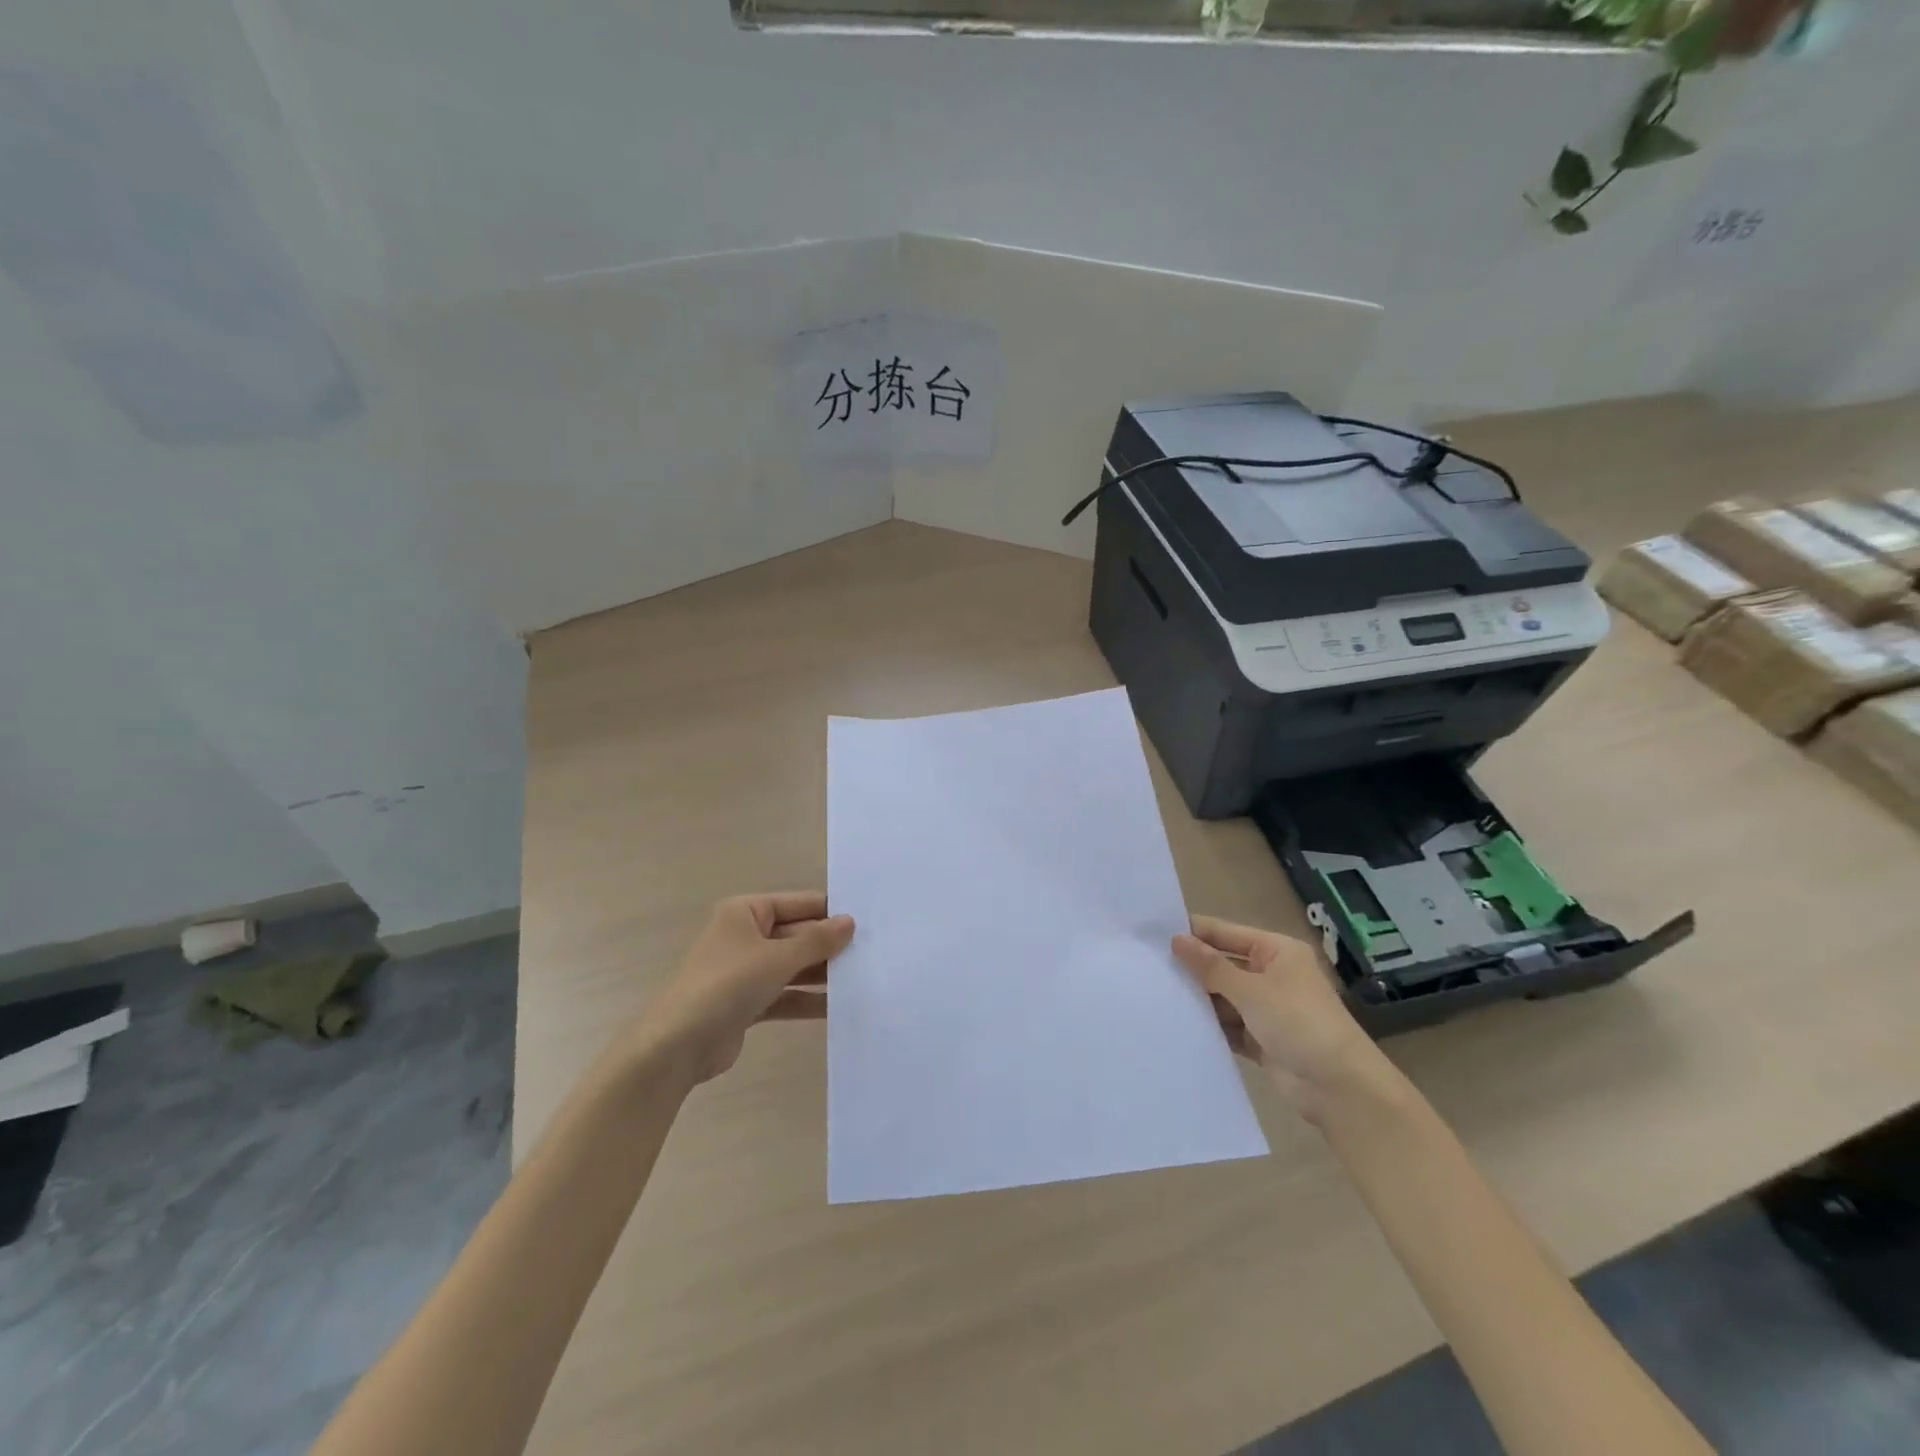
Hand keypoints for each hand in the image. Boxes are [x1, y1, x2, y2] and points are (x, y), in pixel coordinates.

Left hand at [640, 892, 854, 1084]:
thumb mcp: (777, 957)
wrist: (676, 1046)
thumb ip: (817, 940)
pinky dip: (808, 999)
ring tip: (863, 979)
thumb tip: (850, 922)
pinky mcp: (747, 1003)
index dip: (831, 912)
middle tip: (873, 953)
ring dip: (823, 974)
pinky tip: (839, 1007)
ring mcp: (746, 971)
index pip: (799, 904)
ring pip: (794, 966)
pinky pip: (786, 994)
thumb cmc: (726, 986)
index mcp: (746, 912)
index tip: (869, 921)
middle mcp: (746, 936)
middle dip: (830, 946)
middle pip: (798, 935)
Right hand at [1173, 915, 1384, 1121]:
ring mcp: (1266, 1008)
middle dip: (1191, 967)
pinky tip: (1176, 1023)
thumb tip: (1176, 939)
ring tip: (1154, 994)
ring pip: (1222, 996)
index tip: (1152, 933)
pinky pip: (1227, 1025)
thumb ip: (1210, 966)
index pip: (1225, 933)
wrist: (1340, 1089)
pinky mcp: (1260, 1039)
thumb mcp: (1251, 990)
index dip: (1194, 933)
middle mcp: (1271, 974)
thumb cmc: (1299, 1023)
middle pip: (1222, 964)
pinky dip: (1208, 1025)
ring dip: (1197, 998)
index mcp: (1276, 951)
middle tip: (1146, 965)